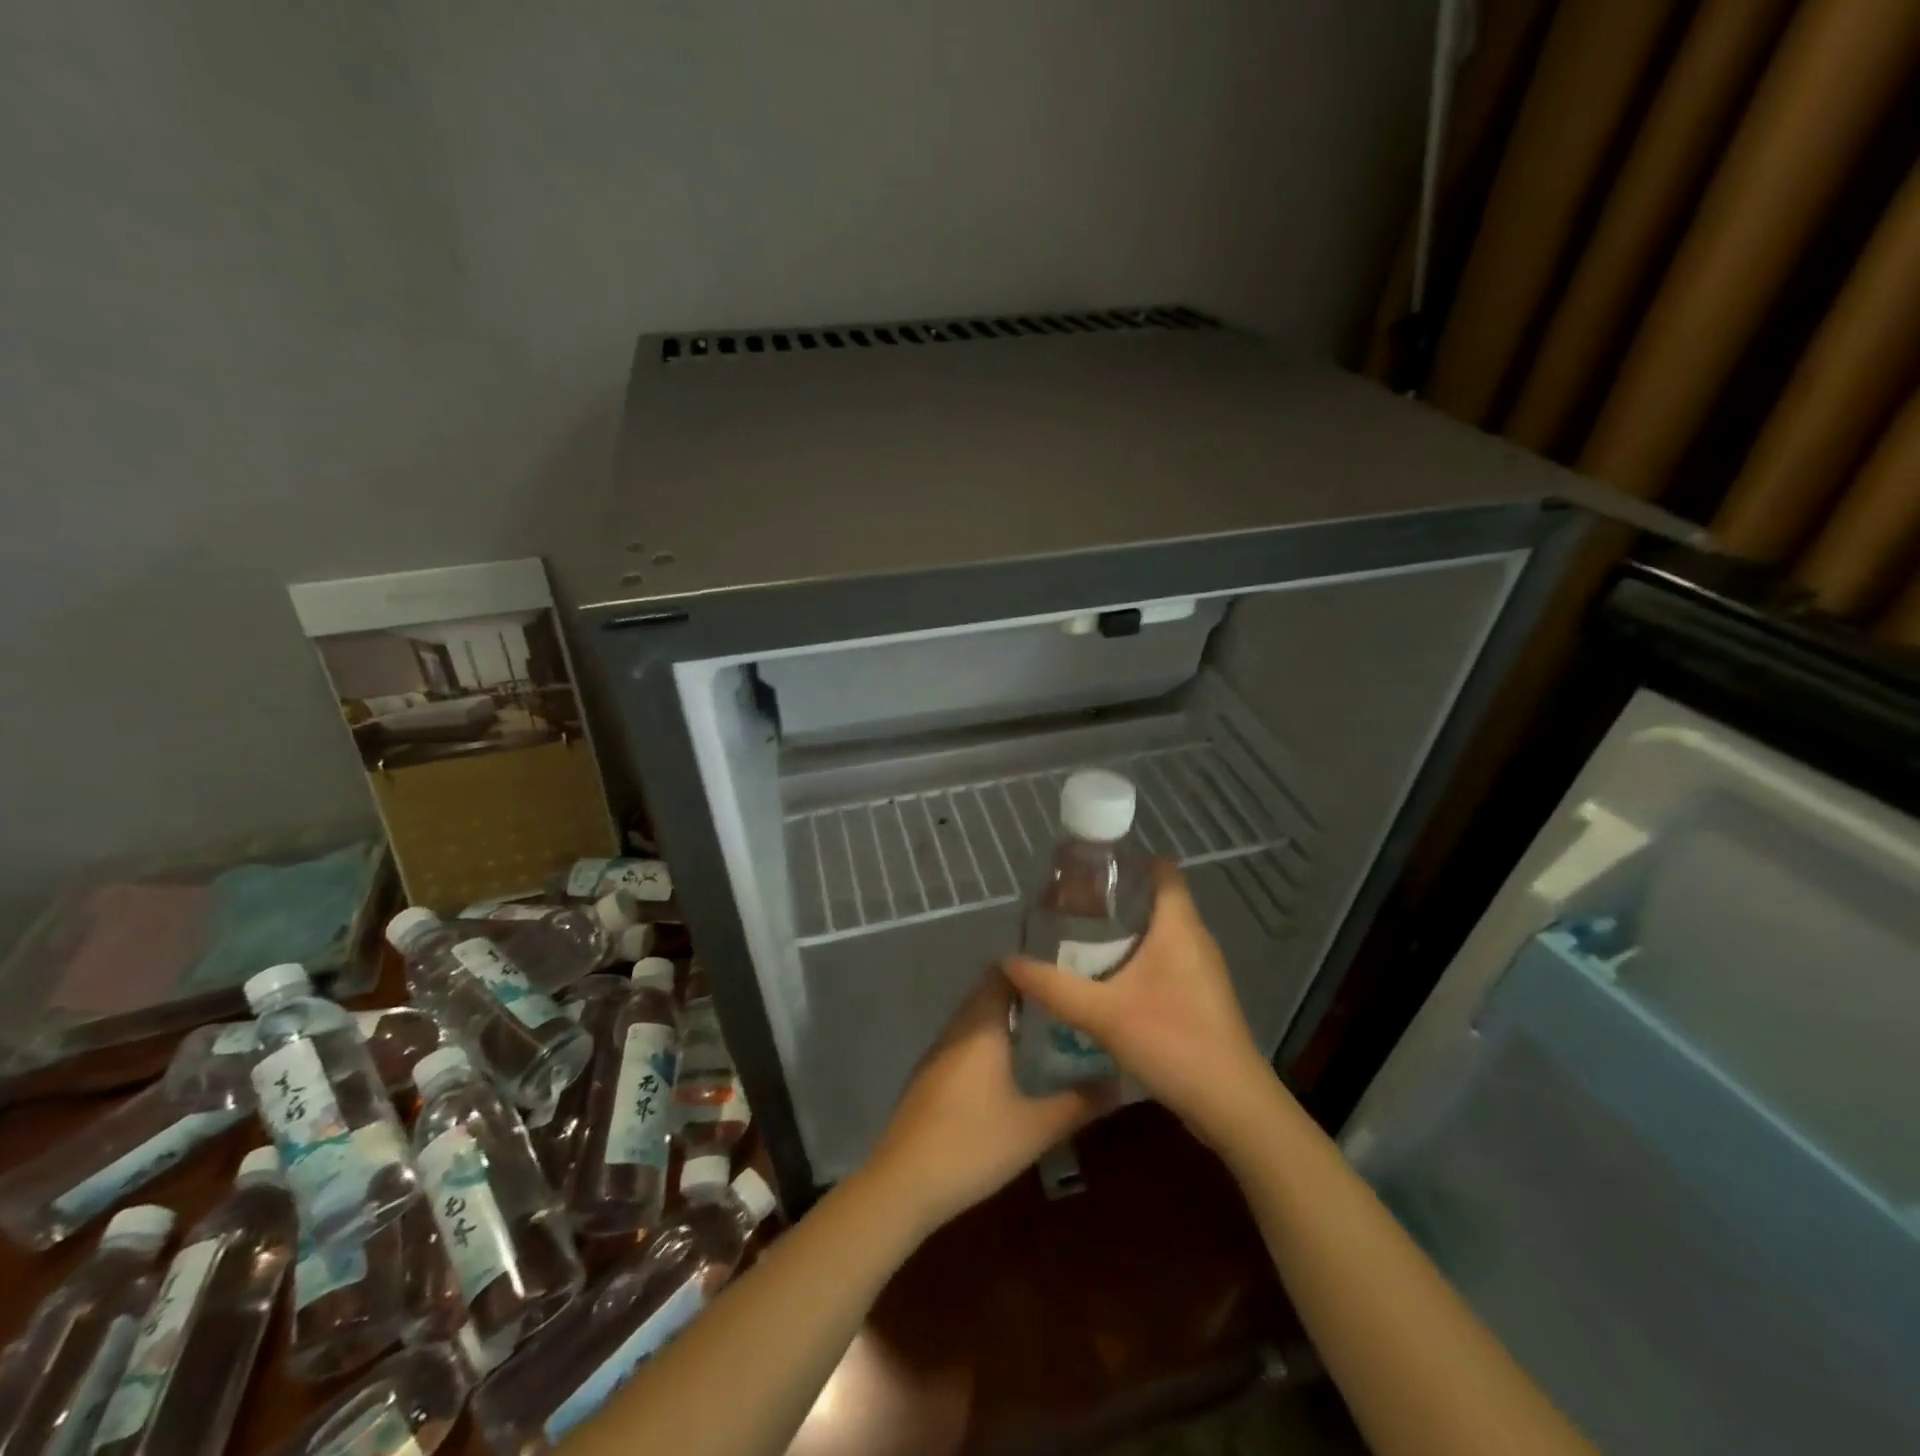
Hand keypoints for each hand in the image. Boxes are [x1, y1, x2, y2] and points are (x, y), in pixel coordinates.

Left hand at [864, 970, 1117, 1238]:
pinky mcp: (929, 1076)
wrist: (903, 1184)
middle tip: (1065, 1006)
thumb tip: (1119, 1084)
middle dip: (1026, 996)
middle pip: (990, 994)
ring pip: (976, 1019)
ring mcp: (938, 1051)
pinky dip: (989, 1042)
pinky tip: (1009, 1068)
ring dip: (1006, 1020)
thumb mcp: (1035, 1128)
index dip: (1032, 969)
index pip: (1003, 974)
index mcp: (981, 1026)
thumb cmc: (972, 1145)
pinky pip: (964, 1042)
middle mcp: (957, 1028)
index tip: (1065, 975)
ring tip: (1046, 1033)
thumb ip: (1078, 1103)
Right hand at [1004, 862, 1272, 1150]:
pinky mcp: (1200, 996)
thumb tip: (1008, 961)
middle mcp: (1195, 939)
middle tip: (1070, 903)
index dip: (1129, 859)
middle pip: (1156, 899)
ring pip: (1160, 932)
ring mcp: (1201, 969)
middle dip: (1115, 897)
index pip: (1162, 870)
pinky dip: (1136, 957)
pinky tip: (1106, 978)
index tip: (1089, 866)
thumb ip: (1053, 987)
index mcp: (1179, 927)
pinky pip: (1165, 960)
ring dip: (1124, 930)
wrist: (1232, 1105)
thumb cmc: (1173, 1041)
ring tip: (1079, 936)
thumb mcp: (1103, 1014)